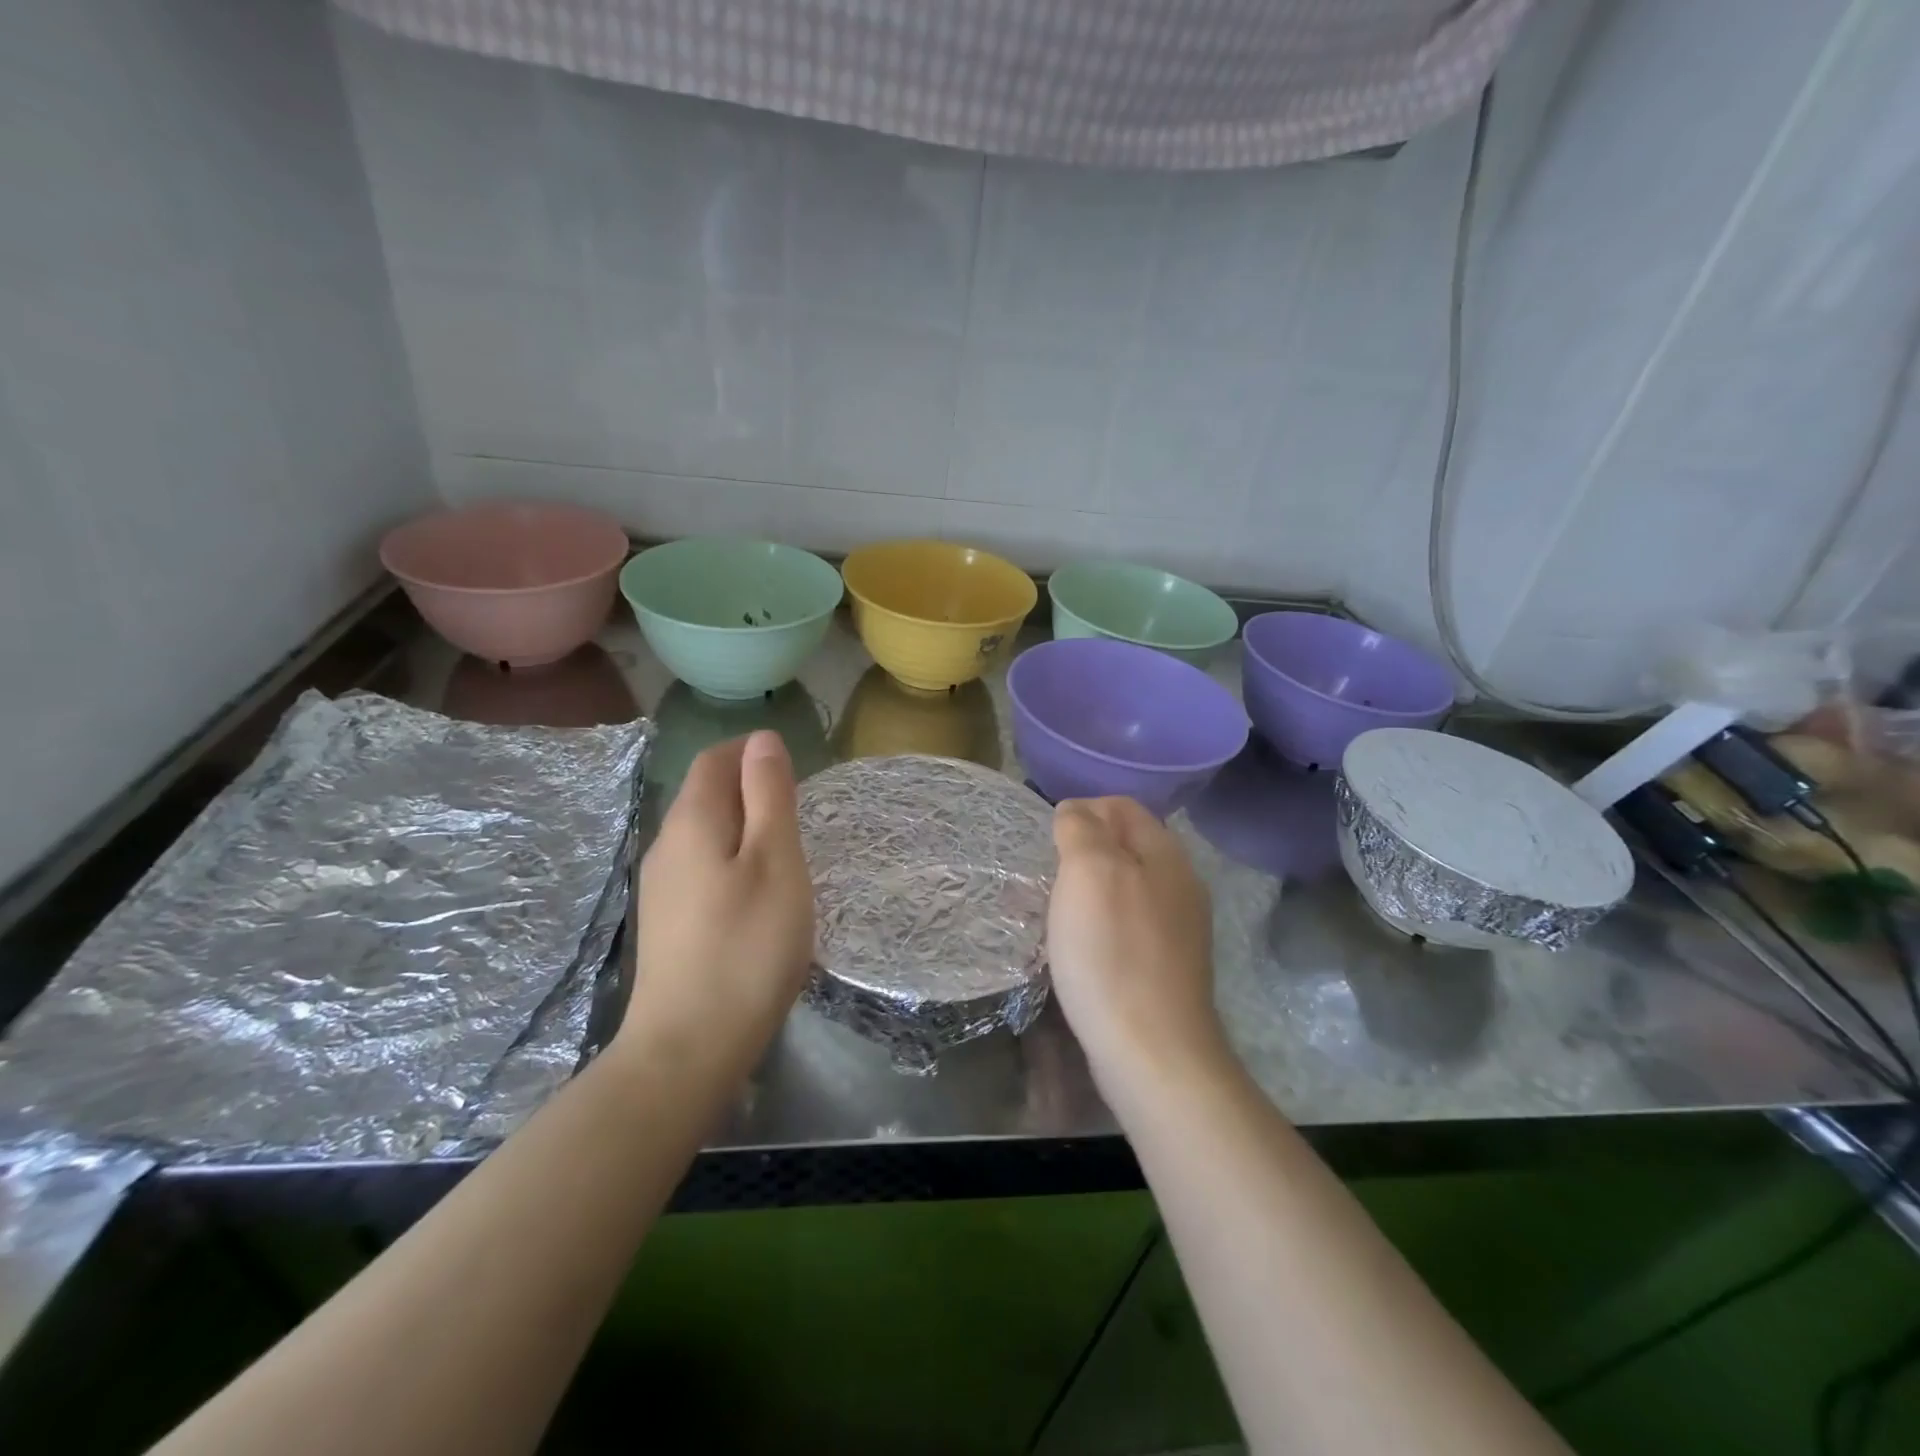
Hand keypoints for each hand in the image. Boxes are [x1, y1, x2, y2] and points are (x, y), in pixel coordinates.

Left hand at [621, 732, 814, 1070]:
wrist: (689, 1045)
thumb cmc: (747, 945)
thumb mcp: (776, 861)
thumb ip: (769, 796)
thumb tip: (762, 741)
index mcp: (692, 821)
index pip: (714, 760)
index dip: (750, 751)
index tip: (793, 767)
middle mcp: (666, 845)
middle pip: (704, 795)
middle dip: (749, 788)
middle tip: (798, 811)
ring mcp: (660, 887)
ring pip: (703, 834)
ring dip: (742, 826)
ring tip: (785, 851)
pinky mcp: (666, 922)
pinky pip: (700, 867)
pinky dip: (731, 860)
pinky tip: (755, 894)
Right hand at [1046, 797, 1227, 1097]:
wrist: (1153, 1052)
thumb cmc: (1113, 953)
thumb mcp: (1089, 872)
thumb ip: (1081, 829)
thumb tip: (1075, 810)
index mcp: (1166, 854)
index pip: (1122, 806)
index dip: (1082, 810)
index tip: (1047, 841)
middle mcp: (1179, 884)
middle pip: (1125, 846)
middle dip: (1081, 852)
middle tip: (1044, 876)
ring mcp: (1177, 929)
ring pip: (1124, 888)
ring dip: (1086, 891)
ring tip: (1051, 911)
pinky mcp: (1165, 967)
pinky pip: (1126, 927)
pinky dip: (1097, 926)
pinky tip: (1076, 949)